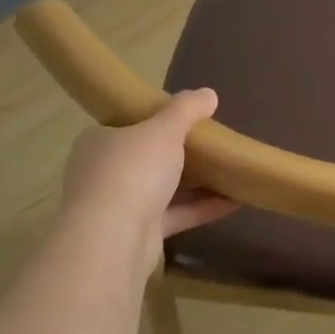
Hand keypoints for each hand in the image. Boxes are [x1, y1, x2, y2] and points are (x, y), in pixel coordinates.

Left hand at [60, 89, 238, 246]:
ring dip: (195, 183)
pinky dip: (201, 208)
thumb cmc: (133, 170)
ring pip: (161, 189)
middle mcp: (104, 173)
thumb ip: (187, 109)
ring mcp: (119, 207)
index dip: (154, 120)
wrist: (113, 240)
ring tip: (230, 171)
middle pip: (146, 158)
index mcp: (99, 142)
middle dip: (178, 153)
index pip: (126, 125)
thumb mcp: (165, 128)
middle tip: (211, 144)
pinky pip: (174, 215)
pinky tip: (235, 201)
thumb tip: (208, 94)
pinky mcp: (138, 235)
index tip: (184, 119)